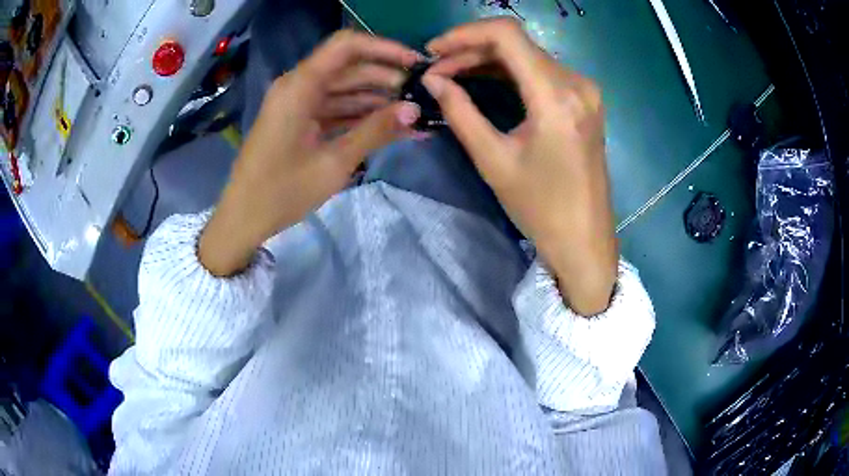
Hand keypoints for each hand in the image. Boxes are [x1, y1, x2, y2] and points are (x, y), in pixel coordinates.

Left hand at [200, 31, 422, 275]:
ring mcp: (297, 103)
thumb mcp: (334, 162)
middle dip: (386, 78)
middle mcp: (298, 86)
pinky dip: (359, 116)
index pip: (347, 46)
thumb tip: (415, 111)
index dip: (384, 48)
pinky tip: (389, 127)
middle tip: (421, 97)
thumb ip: (375, 131)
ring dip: (376, 99)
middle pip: (349, 68)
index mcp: (300, 86)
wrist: (243, 218)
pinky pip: (334, 108)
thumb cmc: (282, 192)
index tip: (416, 64)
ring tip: (413, 115)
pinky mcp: (298, 120)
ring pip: (344, 89)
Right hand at [423, 18, 616, 315]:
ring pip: (528, 55)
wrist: (584, 240)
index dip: (464, 34)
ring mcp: (585, 91)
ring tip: (452, 75)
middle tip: (436, 70)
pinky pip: (542, 72)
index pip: (507, 35)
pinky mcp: (584, 101)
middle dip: (471, 50)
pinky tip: (484, 80)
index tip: (434, 50)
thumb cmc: (540, 208)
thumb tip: (433, 80)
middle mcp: (577, 83)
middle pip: (517, 43)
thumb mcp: (493, 160)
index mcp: (556, 96)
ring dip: (488, 59)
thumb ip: (460, 111)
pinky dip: (510, 72)